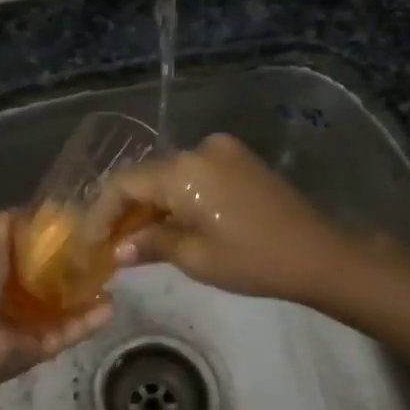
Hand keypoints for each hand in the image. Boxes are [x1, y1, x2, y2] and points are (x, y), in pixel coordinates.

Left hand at [0, 213, 111, 389]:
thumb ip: (4, 225)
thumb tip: (24, 208)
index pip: (28, 256)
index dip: (51, 243)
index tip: (79, 228)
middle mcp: (11, 300)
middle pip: (49, 283)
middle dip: (74, 271)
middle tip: (104, 254)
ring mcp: (28, 326)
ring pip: (64, 309)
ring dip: (88, 297)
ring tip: (115, 280)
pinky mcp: (42, 348)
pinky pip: (69, 332)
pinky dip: (89, 322)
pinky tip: (111, 306)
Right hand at [101, 133, 361, 302]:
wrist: (320, 254)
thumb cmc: (253, 260)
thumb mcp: (196, 258)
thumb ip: (150, 244)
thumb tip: (117, 249)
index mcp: (183, 171)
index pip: (124, 184)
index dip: (102, 213)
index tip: (90, 243)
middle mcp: (198, 149)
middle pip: (146, 176)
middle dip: (126, 210)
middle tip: (110, 245)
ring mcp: (222, 150)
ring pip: (169, 175)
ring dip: (152, 205)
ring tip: (138, 240)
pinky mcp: (239, 159)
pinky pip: (193, 174)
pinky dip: (177, 197)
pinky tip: (172, 224)